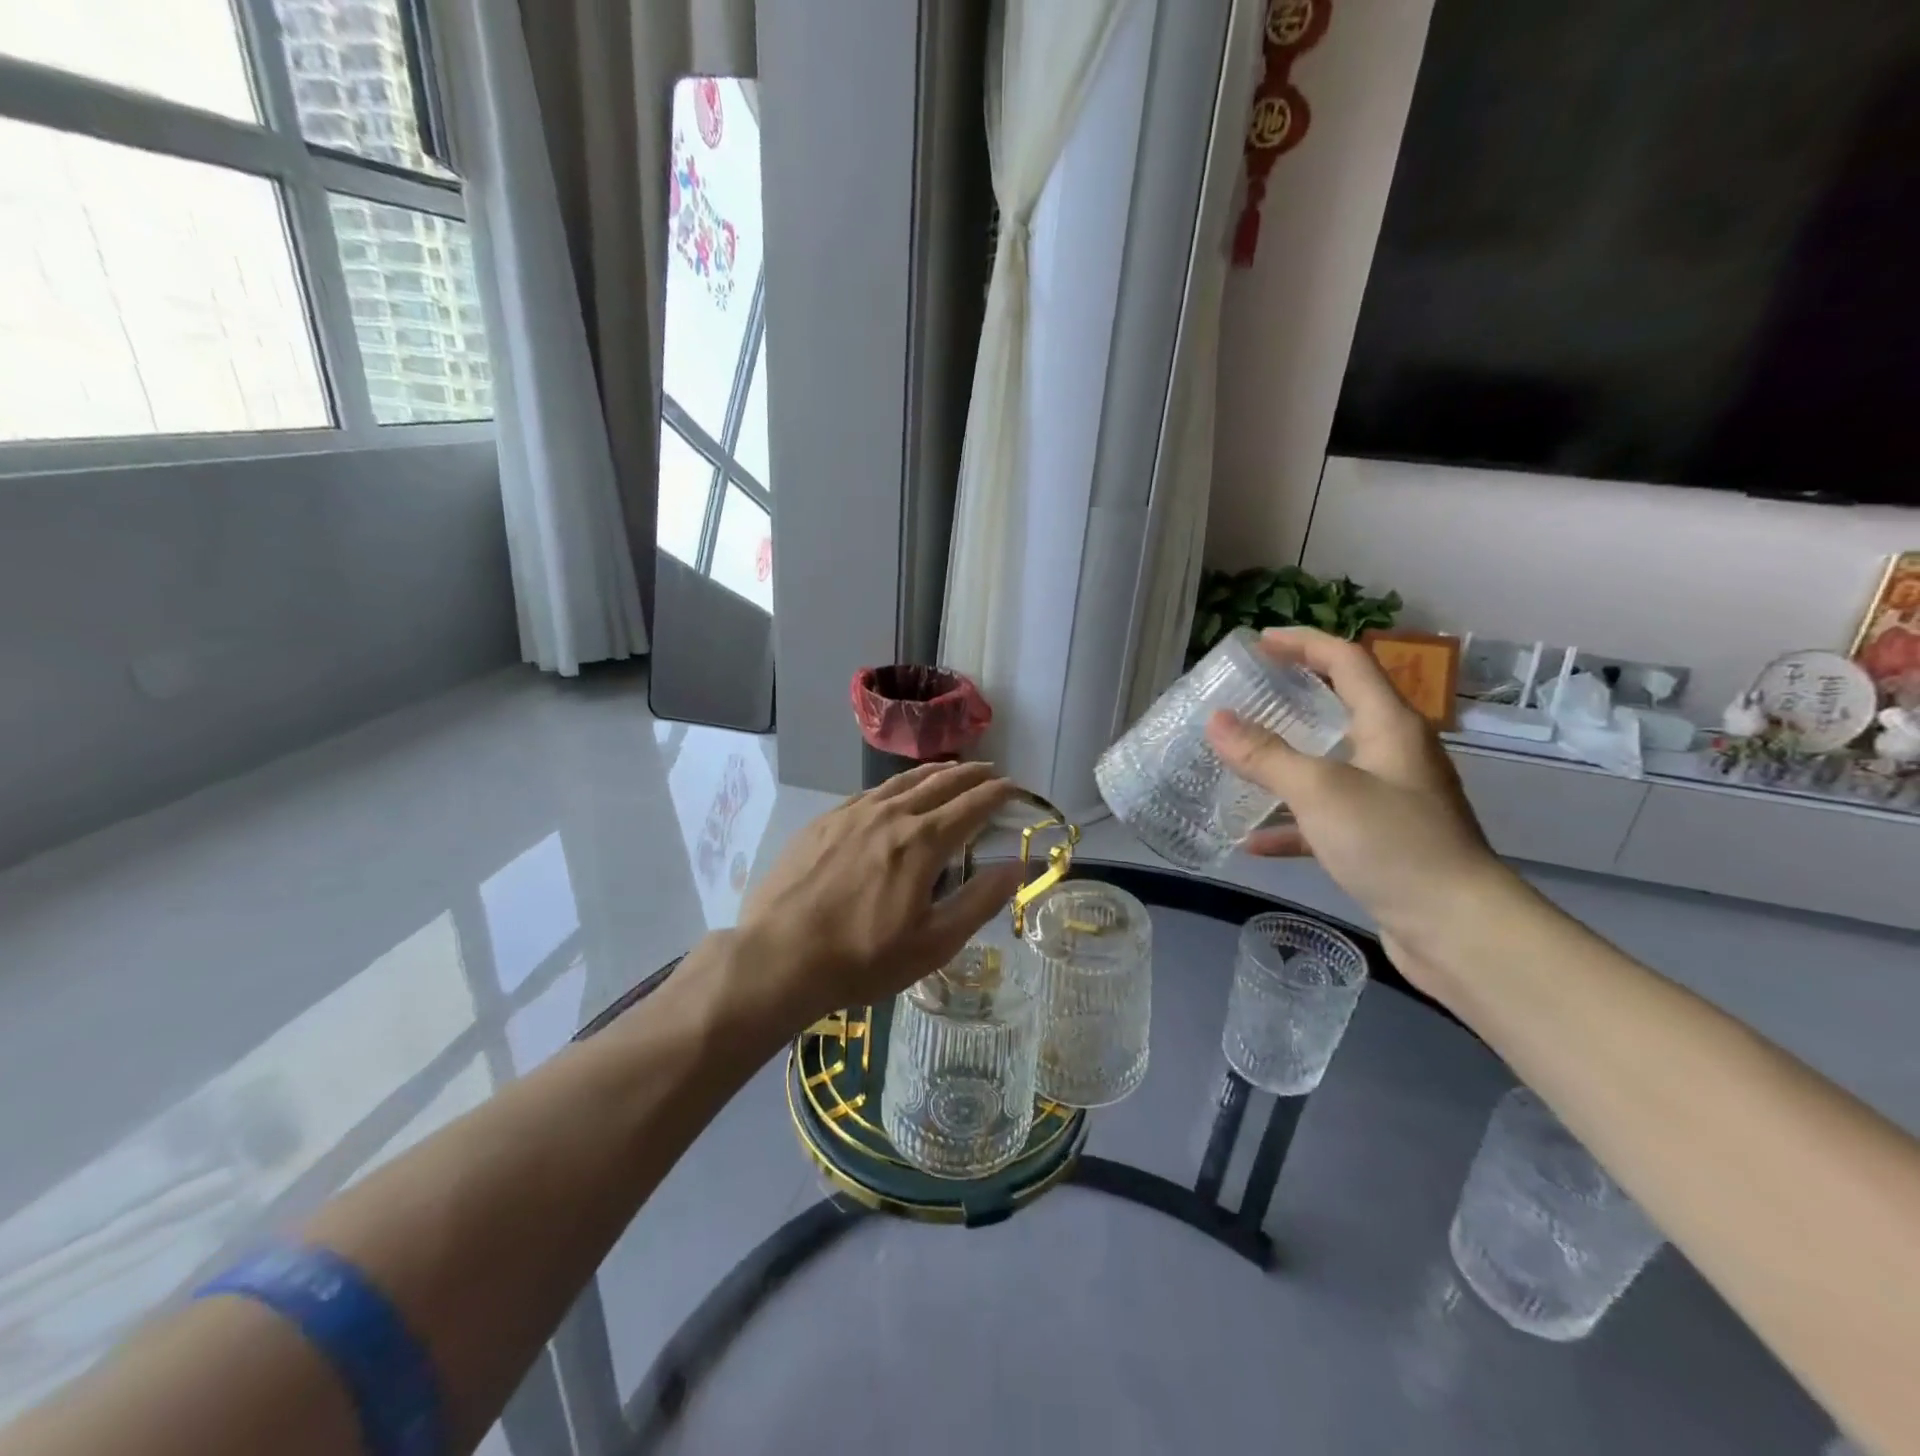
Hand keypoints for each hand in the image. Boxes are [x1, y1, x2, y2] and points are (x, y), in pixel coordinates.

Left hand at [731, 762, 1026, 1029]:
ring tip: (951, 770)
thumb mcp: (933, 943)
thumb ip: (980, 900)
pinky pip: (870, 792)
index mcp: (923, 842)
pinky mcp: (824, 822)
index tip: (1016, 787)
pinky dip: (896, 786)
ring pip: (903, 781)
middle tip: (991, 772)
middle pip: (940, 783)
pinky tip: (895, 794)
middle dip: (971, 775)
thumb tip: (1018, 866)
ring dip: (934, 773)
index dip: (998, 793)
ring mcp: (852, 814)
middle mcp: (891, 815)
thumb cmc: (863, 958)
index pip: (972, 804)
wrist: (779, 956)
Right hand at [1204, 629, 1513, 990]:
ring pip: (1328, 764)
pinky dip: (1291, 822)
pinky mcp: (1380, 840)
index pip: (1347, 661)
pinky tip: (1252, 841)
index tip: (1258, 642)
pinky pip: (1326, 817)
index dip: (1303, 644)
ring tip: (1238, 759)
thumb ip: (1265, 755)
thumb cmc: (1393, 844)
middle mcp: (1394, 753)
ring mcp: (1389, 798)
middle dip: (1293, 696)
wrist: (1459, 929)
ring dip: (1284, 761)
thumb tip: (1216, 720)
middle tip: (1245, 694)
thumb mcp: (1320, 792)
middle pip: (1340, 707)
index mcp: (1390, 725)